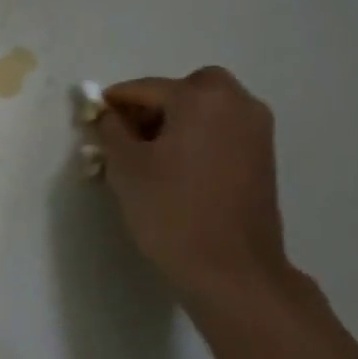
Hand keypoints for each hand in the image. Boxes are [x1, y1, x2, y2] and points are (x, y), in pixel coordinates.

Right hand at [95, 67, 296, 315]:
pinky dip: (198, 137)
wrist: (233, 270)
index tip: (93, 118)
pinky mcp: (264, 155)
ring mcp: (256, 129)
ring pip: (205, 109)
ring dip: (177, 121)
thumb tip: (108, 114)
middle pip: (182, 91)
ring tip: (151, 156)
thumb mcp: (126, 167)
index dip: (114, 102)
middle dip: (152, 107)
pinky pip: (222, 130)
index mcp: (201, 97)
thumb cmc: (172, 211)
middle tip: (128, 136)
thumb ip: (111, 129)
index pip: (145, 88)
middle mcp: (236, 102)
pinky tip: (178, 168)